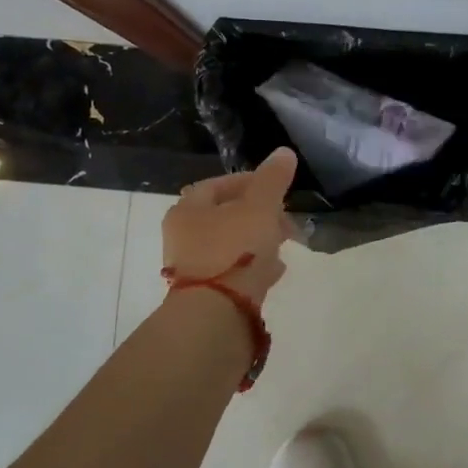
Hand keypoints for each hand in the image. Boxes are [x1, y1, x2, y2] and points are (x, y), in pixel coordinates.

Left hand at [162, 148, 297, 304]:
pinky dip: (254, 265)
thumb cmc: (234, 250)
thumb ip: (272, 180)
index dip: (249, 181)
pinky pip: (233, 270)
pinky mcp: (206, 293)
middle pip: (225, 215)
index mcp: (188, 209)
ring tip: (285, 244)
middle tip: (285, 219)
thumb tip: (284, 152)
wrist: (216, 314)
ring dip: (258, 240)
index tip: (276, 188)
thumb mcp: (260, 208)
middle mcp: (183, 236)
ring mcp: (193, 267)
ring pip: (231, 244)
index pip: (218, 184)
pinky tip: (275, 270)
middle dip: (259, 214)